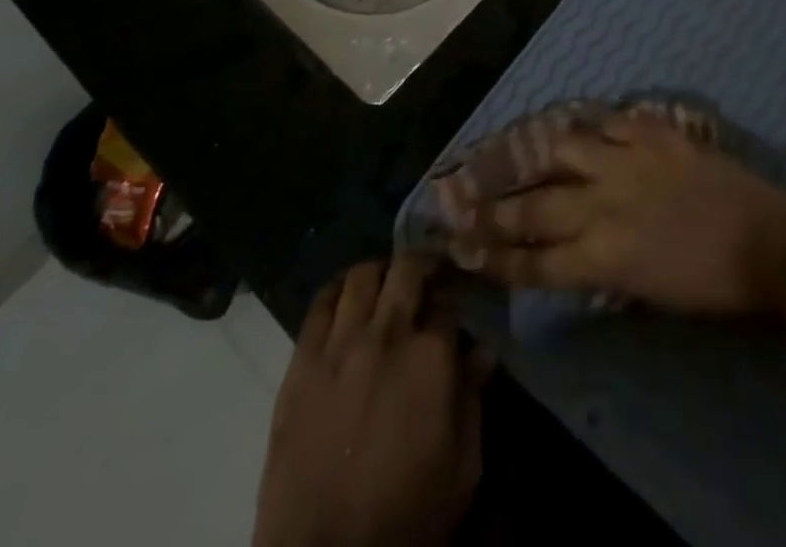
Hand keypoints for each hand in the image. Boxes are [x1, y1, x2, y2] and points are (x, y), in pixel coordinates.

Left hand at [253, 256, 490, 546]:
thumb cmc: (407, 518)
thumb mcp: (462, 470)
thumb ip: (473, 400)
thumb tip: (484, 350)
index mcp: (431, 357)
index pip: (448, 301)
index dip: (454, 299)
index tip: (455, 306)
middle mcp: (386, 334)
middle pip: (407, 268)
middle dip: (422, 266)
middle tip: (426, 281)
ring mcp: (339, 345)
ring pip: (361, 276)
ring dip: (379, 274)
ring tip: (385, 289)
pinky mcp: (301, 363)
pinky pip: (318, 305)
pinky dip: (336, 291)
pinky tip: (345, 300)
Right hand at [453, 109, 785, 317]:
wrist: (766, 245)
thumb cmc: (709, 287)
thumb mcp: (644, 295)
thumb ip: (598, 269)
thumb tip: (566, 252)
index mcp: (603, 260)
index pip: (531, 263)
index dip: (492, 257)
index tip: (461, 247)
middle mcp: (603, 207)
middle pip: (533, 207)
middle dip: (493, 208)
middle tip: (460, 199)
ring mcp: (627, 162)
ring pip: (563, 148)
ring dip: (543, 153)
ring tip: (529, 152)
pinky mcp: (652, 132)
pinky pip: (608, 120)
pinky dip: (593, 125)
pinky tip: (586, 126)